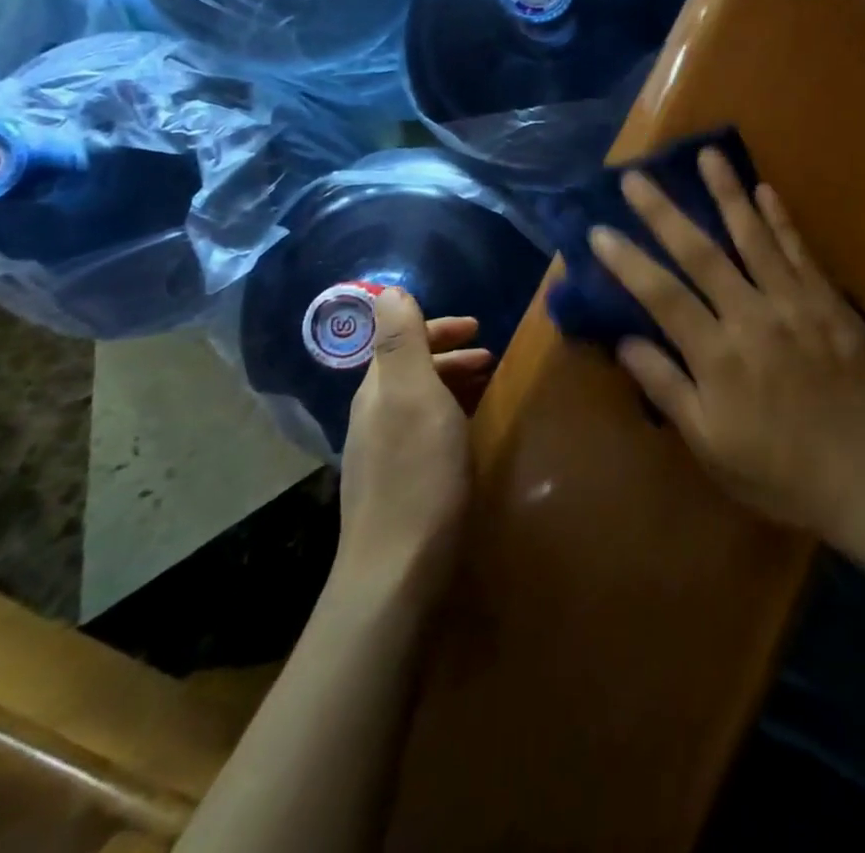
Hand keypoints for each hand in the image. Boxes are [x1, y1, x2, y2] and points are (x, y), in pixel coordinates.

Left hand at [334, 289, 491, 597]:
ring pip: (420, 401)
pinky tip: (471, 433)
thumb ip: (402, 342)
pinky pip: (427, 430)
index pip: (400, 340)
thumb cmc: (417, 475)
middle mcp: (373, 419)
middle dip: (449, 355)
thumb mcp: (414, 396)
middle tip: (491, 356)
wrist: (397, 574)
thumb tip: (385, 290)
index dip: (437, 327)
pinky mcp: (399, 486)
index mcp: (377, 392)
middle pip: (410, 370)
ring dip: (453, 384)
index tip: (479, 327)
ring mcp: (382, 456)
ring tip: (488, 388)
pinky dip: (452, 415)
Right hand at [589, 148, 864, 545]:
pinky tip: (766, 190)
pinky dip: (782, 219)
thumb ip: (668, 387)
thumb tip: (626, 341)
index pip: (661, 296)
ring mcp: (795, 303)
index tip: (598, 230)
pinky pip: (801, 251)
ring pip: (754, 238)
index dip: (628, 261)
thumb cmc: (778, 470)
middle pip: (701, 254)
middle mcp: (753, 317)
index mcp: (717, 356)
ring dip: (728, 194)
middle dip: (665, 213)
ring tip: (707, 155)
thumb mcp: (710, 445)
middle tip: (637, 176)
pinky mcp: (831, 301)